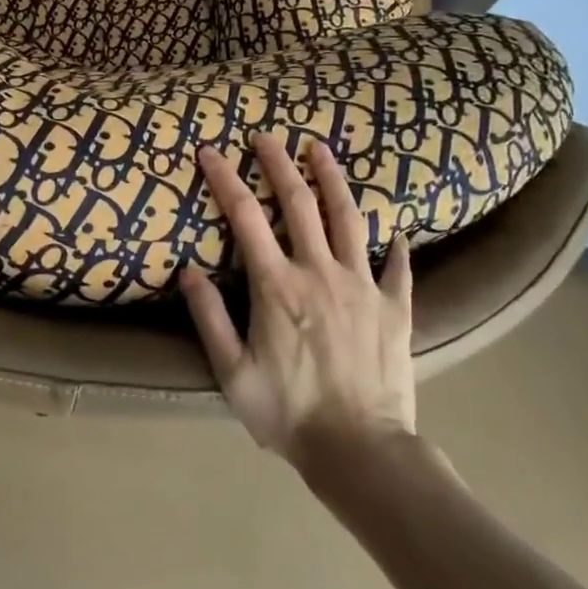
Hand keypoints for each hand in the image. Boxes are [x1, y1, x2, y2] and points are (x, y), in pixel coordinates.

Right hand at [181, 135, 414, 463]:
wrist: (361, 452)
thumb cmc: (288, 413)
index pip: (245, 217)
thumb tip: (189, 270)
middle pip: (298, 204)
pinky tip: (397, 232)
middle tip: (267, 136)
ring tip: (320, 150)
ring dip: (332, 180)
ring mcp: (363, 286)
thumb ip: (209, 318)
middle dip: (278, 164)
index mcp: (276, 286)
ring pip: (348, 219)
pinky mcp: (395, 308)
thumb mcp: (232, 373)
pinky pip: (398, 268)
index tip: (210, 151)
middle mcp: (319, 272)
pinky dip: (396, 247)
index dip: (225, 179)